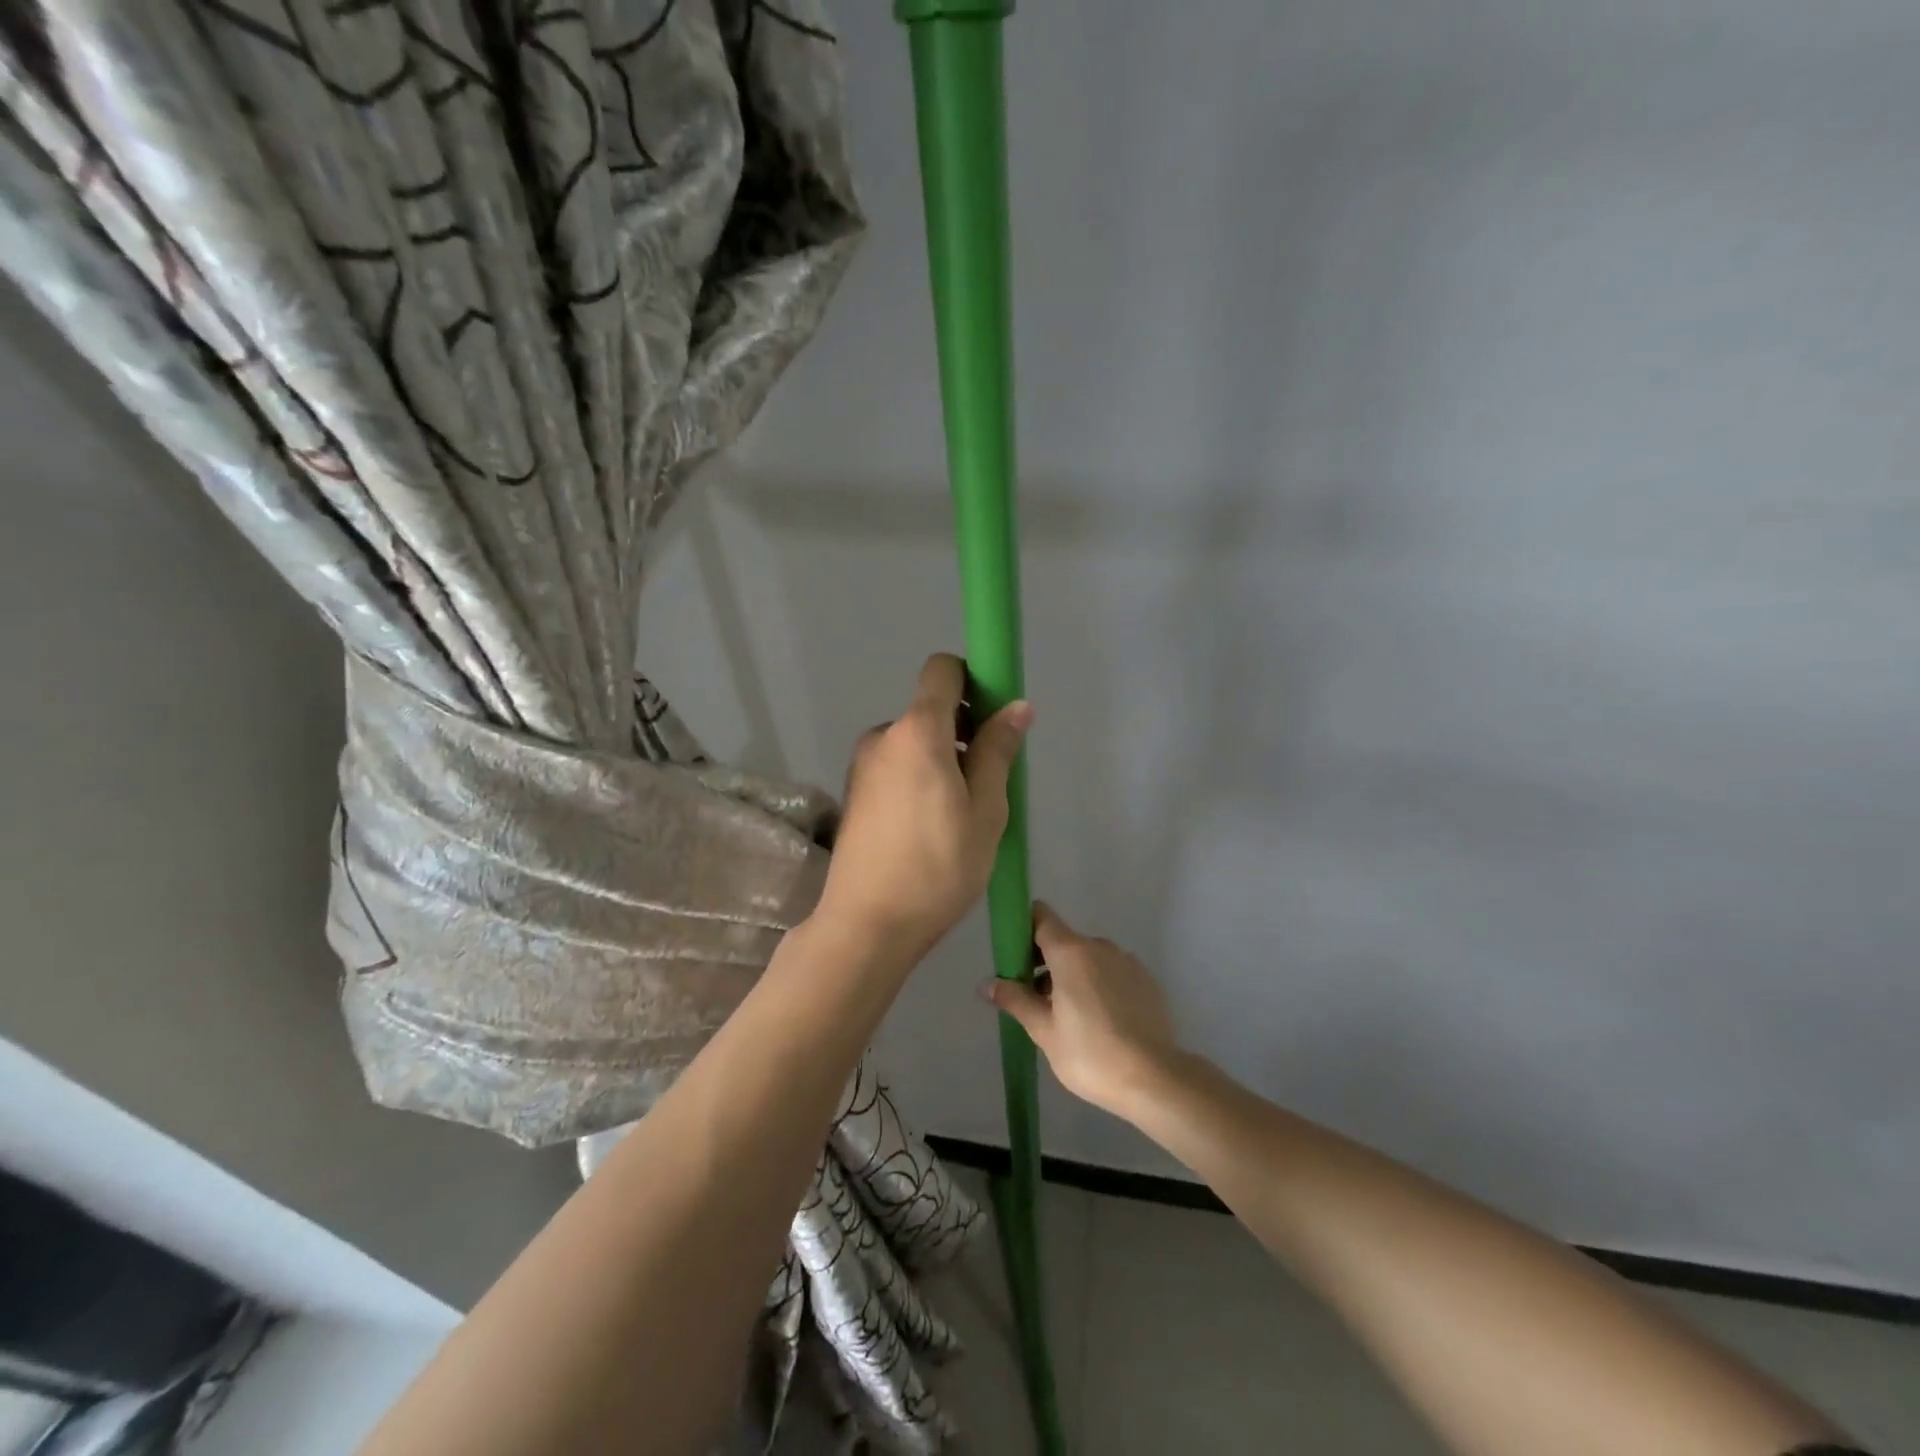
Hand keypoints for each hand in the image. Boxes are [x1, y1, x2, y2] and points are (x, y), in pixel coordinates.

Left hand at [815, 653, 1032, 959]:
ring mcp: (863, 766)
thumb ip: (997, 751)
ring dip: (941, 761)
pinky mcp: (855, 794)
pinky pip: (896, 768)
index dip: (973, 680)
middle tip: (987, 783)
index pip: (942, 671)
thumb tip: (1016, 706)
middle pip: (930, 710)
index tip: (994, 717)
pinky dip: (919, 780)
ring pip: (914, 744)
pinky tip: (930, 828)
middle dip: (963, 731)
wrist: (867, 924)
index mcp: (917, 732)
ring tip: (960, 816)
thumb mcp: (985, 810)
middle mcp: (883, 737)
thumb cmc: (938, 866)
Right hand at [984, 903, 1181, 1118]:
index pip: (1042, 917)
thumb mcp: (1043, 1030)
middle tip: (1035, 1000)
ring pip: (1089, 958)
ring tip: (1067, 1017)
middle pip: (1064, 940)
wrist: (1154, 1078)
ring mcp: (1127, 961)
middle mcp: (1100, 946)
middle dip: (1045, 962)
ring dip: (1072, 976)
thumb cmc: (1089, 1053)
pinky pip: (1112, 973)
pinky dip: (1099, 986)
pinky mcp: (1147, 980)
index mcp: (1071, 951)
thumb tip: (986, 983)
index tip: (1014, 954)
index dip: (1024, 927)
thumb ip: (1015, 1000)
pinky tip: (1099, 1022)